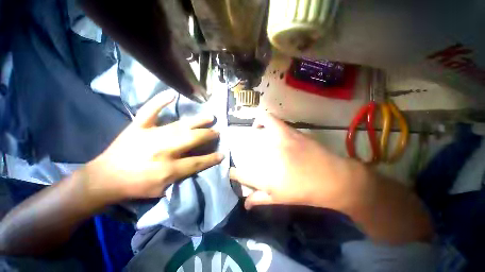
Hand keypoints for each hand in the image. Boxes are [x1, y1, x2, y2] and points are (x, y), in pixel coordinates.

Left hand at [85, 92, 223, 203]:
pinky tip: (172, 94)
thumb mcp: (162, 190)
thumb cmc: (135, 187)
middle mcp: (162, 150)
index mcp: (168, 169)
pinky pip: (150, 111)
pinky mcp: (138, 127)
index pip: (197, 162)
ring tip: (210, 117)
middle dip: (208, 135)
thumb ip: (182, 177)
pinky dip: (160, 101)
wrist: (104, 178)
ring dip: (198, 121)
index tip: (222, 153)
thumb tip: (198, 165)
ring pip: (180, 126)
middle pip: (192, 139)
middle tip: (217, 132)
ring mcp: (150, 135)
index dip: (212, 158)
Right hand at [230, 113, 368, 210]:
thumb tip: (245, 203)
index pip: (239, 173)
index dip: (234, 173)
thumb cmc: (305, 192)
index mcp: (265, 177)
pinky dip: (262, 121)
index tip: (234, 173)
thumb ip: (259, 199)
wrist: (333, 178)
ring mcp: (278, 140)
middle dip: (243, 152)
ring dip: (253, 131)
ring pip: (257, 129)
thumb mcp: (280, 199)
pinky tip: (263, 126)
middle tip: (247, 154)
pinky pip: (269, 119)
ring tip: (254, 134)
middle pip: (246, 150)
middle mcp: (268, 156)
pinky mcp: (287, 131)